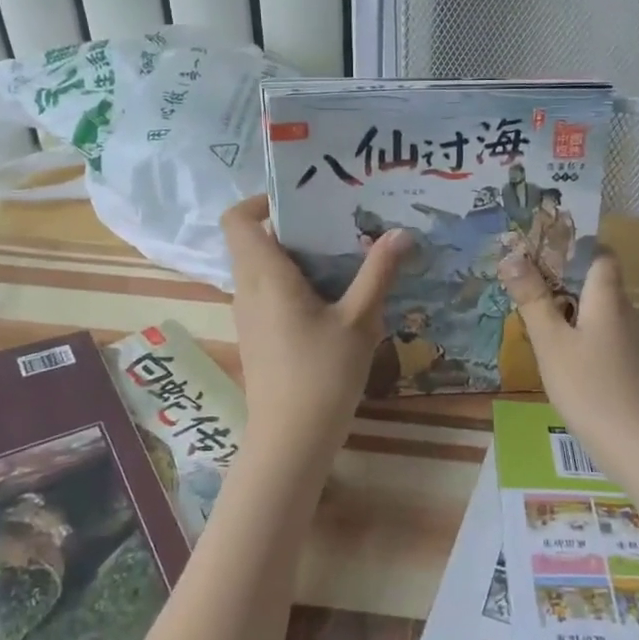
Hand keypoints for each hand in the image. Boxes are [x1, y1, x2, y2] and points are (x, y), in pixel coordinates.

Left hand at [223, 194, 410, 466]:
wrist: (291, 439)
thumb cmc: (323, 375)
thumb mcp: (359, 321)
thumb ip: (378, 273)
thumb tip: (401, 233)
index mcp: (265, 275)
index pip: (237, 218)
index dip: (260, 200)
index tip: (301, 200)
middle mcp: (247, 289)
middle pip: (253, 240)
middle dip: (292, 227)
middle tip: (337, 222)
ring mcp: (249, 316)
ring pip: (262, 268)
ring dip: (295, 257)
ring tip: (341, 256)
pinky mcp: (258, 337)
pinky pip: (268, 293)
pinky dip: (293, 283)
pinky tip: (333, 298)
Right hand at [499, 245, 638, 472]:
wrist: (638, 444)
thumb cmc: (589, 386)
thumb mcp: (550, 341)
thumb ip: (532, 298)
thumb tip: (512, 255)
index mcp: (608, 298)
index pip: (601, 255)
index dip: (575, 248)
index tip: (541, 254)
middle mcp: (626, 312)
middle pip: (597, 284)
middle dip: (562, 283)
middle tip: (524, 291)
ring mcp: (633, 342)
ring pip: (599, 313)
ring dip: (570, 313)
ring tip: (535, 325)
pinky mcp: (632, 367)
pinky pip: (604, 338)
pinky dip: (581, 338)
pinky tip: (561, 360)